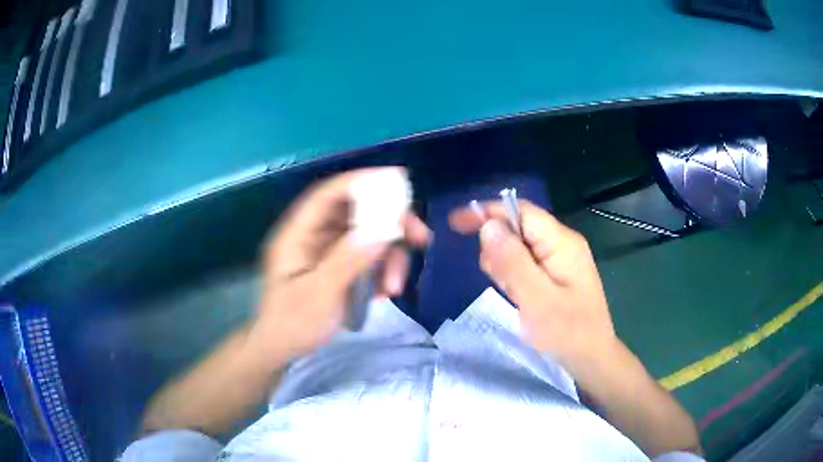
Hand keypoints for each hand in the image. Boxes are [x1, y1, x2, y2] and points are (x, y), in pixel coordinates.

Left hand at [249, 168, 430, 362]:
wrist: (281, 350)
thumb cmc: (291, 323)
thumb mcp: (318, 294)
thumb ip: (348, 260)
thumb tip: (382, 229)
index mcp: (298, 234)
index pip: (329, 195)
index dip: (361, 181)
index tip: (398, 180)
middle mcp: (314, 236)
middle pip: (356, 213)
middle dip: (390, 223)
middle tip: (420, 237)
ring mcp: (328, 252)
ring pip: (367, 237)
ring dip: (389, 257)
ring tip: (395, 287)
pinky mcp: (340, 268)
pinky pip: (368, 259)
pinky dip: (382, 272)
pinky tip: (385, 293)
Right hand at [449, 200, 616, 369]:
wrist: (591, 359)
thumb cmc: (567, 333)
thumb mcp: (536, 300)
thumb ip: (512, 262)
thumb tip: (488, 226)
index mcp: (561, 242)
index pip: (520, 211)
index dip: (488, 212)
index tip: (456, 224)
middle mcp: (561, 243)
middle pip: (518, 227)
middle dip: (499, 248)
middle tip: (500, 282)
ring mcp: (560, 259)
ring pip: (519, 247)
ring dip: (506, 266)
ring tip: (515, 295)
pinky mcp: (556, 274)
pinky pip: (526, 264)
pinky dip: (515, 276)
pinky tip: (520, 297)